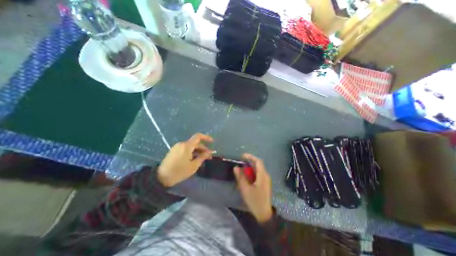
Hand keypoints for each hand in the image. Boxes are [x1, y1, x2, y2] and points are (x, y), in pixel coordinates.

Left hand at [157, 133, 213, 186]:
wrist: (161, 177)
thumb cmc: (179, 172)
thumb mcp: (193, 166)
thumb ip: (202, 157)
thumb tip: (209, 152)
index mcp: (187, 146)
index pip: (198, 136)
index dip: (206, 137)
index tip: (212, 142)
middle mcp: (182, 144)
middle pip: (195, 143)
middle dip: (203, 148)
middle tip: (208, 156)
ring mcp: (177, 147)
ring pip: (190, 146)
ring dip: (197, 151)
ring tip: (202, 159)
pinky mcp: (174, 151)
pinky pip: (185, 149)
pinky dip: (191, 152)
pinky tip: (194, 159)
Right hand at [233, 153, 271, 222]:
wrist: (264, 214)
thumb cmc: (254, 201)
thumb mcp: (245, 189)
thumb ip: (240, 177)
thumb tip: (236, 167)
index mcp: (262, 175)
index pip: (258, 161)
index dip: (250, 157)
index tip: (242, 156)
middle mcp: (266, 175)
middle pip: (258, 164)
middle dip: (249, 162)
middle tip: (241, 163)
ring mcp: (266, 180)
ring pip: (258, 169)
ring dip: (250, 168)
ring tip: (242, 170)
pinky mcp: (265, 183)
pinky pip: (259, 174)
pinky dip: (252, 172)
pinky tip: (247, 177)